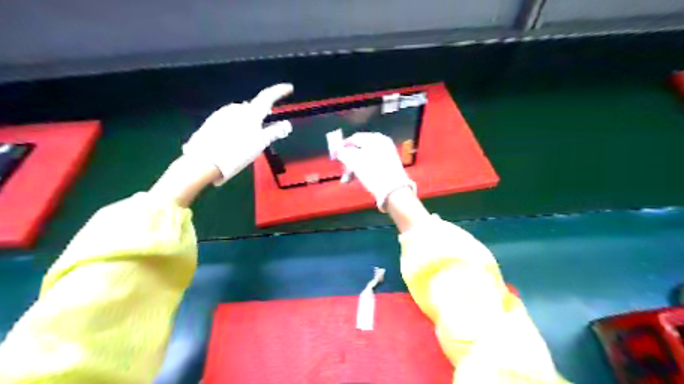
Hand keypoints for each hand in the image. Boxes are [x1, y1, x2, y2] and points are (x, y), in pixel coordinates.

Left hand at [185, 82, 292, 185]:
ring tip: (249, 138)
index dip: (279, 91)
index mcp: (250, 113)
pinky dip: (235, 127)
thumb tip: (287, 124)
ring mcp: (221, 114)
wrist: (204, 162)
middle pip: (253, 107)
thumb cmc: (236, 152)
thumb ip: (274, 132)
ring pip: (241, 114)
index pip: (268, 97)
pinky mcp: (211, 122)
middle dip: (261, 113)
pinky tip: (234, 141)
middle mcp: (236, 109)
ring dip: (247, 122)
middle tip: (268, 124)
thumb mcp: (260, 144)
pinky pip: (229, 121)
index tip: (288, 88)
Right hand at [335, 134, 416, 211]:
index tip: (335, 155)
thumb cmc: (373, 173)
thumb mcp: (356, 162)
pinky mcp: (390, 163)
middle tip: (343, 170)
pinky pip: (372, 163)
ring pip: (365, 157)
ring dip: (354, 167)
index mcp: (375, 138)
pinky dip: (364, 169)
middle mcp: (382, 142)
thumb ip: (345, 154)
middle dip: (348, 160)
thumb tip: (338, 150)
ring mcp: (387, 153)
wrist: (394, 190)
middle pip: (359, 148)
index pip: (355, 138)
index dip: (343, 146)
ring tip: (348, 179)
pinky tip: (359, 178)